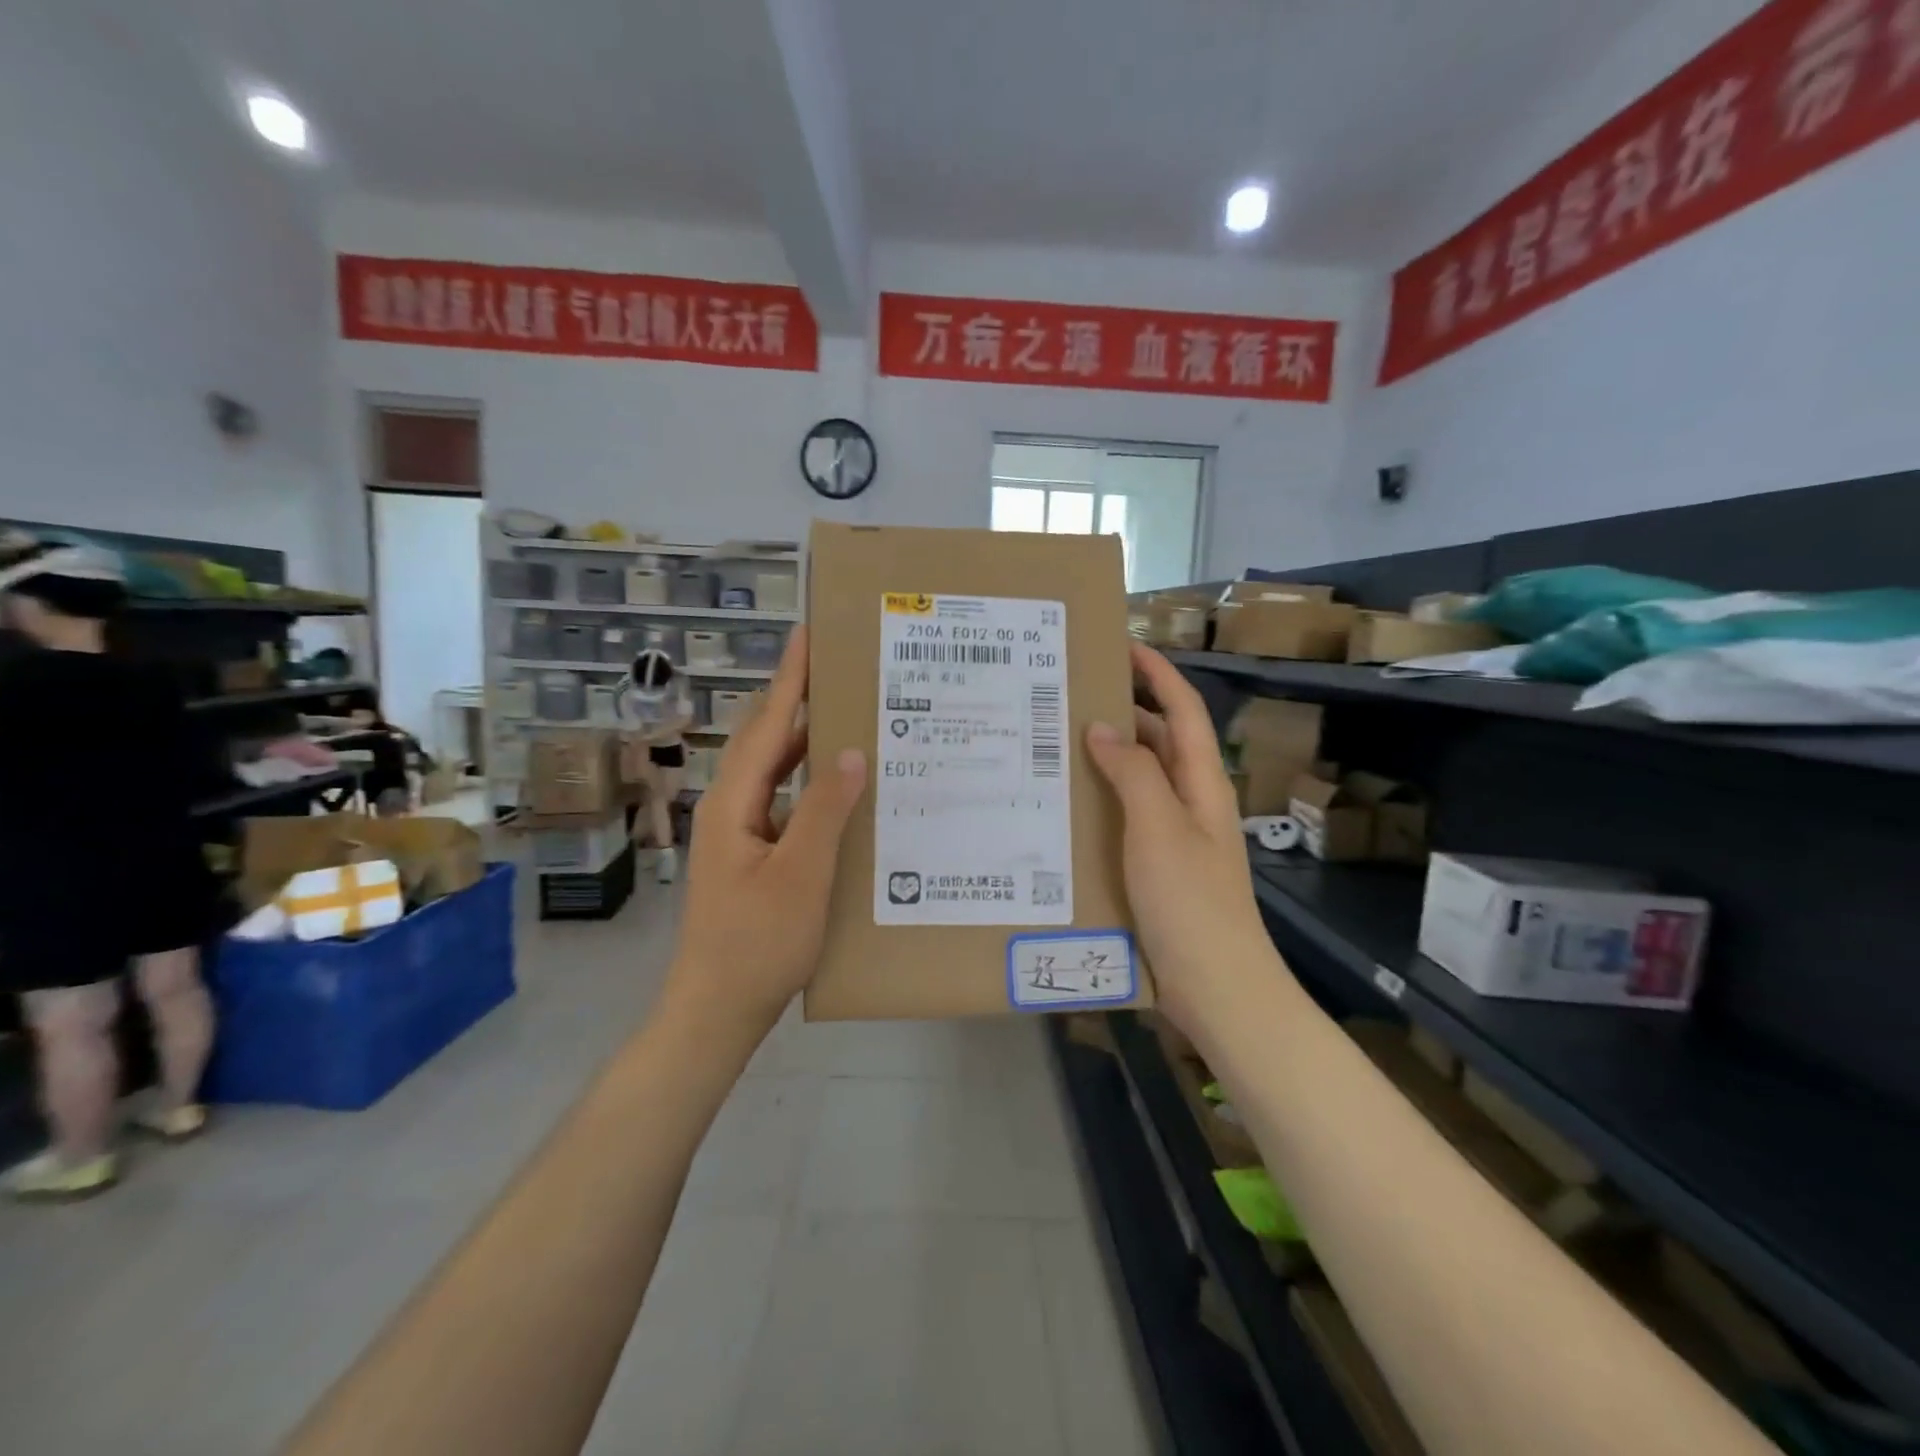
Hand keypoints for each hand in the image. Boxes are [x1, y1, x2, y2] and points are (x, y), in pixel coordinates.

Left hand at [664, 626, 867, 1037]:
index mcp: (735, 802)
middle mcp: (732, 807)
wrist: (716, 1009)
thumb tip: (849, 750)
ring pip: (776, 772)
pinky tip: (841, 789)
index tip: (808, 634)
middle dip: (799, 700)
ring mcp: (740, 832)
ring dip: (807, 742)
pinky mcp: (753, 855)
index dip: (789, 678)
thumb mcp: (800, 874)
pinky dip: (811, 784)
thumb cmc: (757, 943)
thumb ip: (824, 809)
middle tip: (842, 669)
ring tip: (849, 716)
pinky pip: (784, 802)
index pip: (768, 724)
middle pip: (767, 740)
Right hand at [1084, 645, 1276, 1027]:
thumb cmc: (1192, 903)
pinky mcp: (1157, 868)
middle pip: (1161, 741)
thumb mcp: (1160, 828)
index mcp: (1202, 783)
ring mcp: (1175, 837)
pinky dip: (1103, 800)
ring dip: (1109, 757)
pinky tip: (1067, 807)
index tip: (1121, 644)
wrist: (1218, 988)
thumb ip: (1134, 773)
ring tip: (1056, 743)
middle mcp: (1191, 802)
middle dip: (1124, 711)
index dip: (1157, 674)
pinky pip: (1128, 817)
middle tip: (1070, 696)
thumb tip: (1103, 726)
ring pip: (1141, 780)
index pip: (1183, 711)